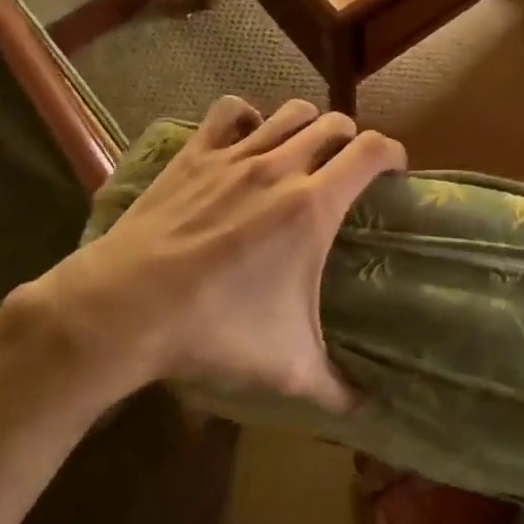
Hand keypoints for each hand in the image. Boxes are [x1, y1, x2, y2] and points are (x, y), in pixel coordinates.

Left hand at [5, 96, 404, 412]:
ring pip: (287, 112)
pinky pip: (228, 111)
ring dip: (307, 123)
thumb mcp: (287, 367)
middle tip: (348, 167)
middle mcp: (279, 167)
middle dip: (350, 139)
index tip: (395, 170)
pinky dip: (247, 116)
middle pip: (332, 123)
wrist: (127, 307)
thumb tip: (366, 411)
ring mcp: (233, 156)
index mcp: (312, 206)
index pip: (371, 151)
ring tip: (304, 149)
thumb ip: (336, 389)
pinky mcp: (193, 154)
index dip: (393, 153)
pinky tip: (247, 136)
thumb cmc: (216, 330)